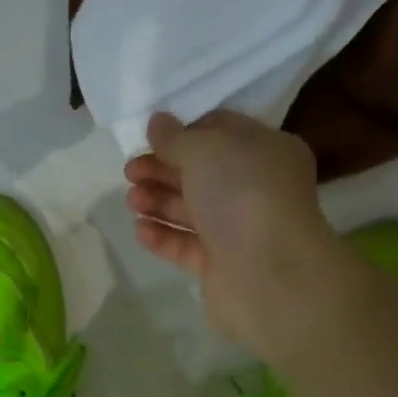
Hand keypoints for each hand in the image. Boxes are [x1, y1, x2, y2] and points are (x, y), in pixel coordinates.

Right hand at [124, 111, 345, 355]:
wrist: (267, 273)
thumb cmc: (242, 195)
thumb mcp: (205, 150)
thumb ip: (176, 137)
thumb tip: (158, 123)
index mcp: (266, 151)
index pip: (221, 131)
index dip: (184, 132)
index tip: (151, 138)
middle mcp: (256, 188)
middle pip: (201, 173)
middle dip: (163, 170)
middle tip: (130, 172)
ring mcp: (239, 230)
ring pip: (191, 210)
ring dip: (158, 202)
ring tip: (131, 201)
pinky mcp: (221, 265)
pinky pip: (186, 245)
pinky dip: (163, 236)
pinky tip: (140, 229)